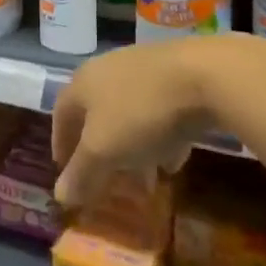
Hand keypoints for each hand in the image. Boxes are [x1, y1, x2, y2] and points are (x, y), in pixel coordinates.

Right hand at [51, 35, 259, 204]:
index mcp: (82, 83)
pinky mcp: (176, 74)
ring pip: (129, 115)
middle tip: (107, 182)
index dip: (61, 146)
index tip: (67, 174)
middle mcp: (107, 70)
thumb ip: (82, 174)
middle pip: (96, 115)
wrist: (204, 75)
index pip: (61, 115)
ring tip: (144, 181)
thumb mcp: (105, 150)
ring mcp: (143, 69)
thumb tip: (60, 196)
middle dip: (101, 152)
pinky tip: (173, 160)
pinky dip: (160, 138)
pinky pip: (158, 112)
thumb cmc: (141, 112)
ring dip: (133, 149)